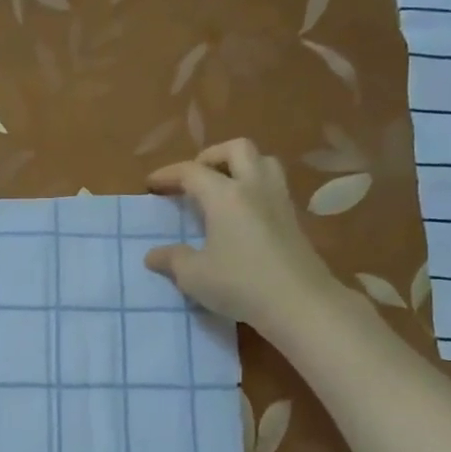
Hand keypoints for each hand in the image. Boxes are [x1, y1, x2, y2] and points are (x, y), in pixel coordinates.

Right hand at [145, 139, 346, 332]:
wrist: (299, 303)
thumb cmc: (240, 284)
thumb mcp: (194, 276)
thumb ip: (172, 260)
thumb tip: (153, 255)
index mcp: (225, 195)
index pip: (192, 172)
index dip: (168, 174)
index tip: (151, 183)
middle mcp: (254, 187)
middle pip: (237, 149)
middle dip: (212, 156)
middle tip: (195, 178)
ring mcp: (279, 201)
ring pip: (263, 161)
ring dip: (241, 165)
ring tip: (224, 188)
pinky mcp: (294, 219)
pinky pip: (274, 186)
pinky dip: (256, 188)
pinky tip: (245, 214)